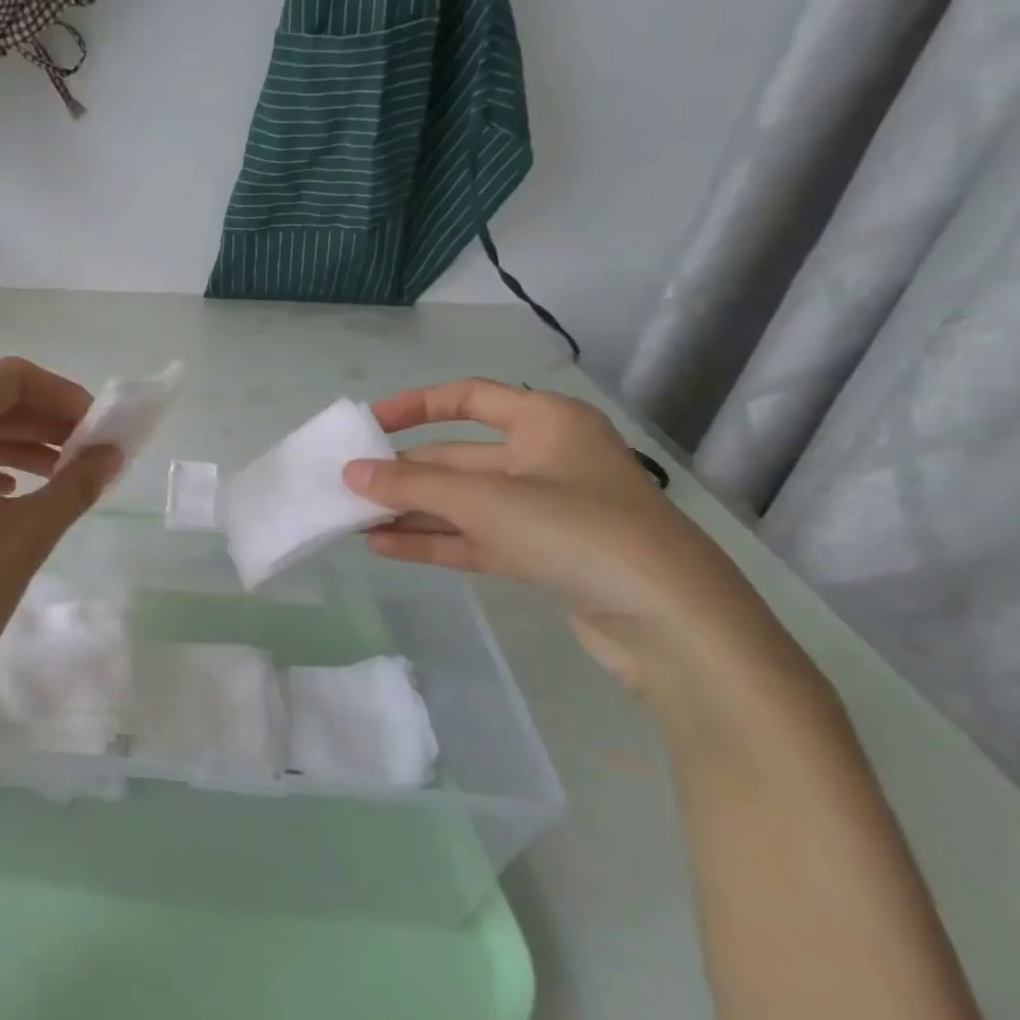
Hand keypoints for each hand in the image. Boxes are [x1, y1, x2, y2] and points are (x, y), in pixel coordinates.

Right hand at [343, 379, 784, 695]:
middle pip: (457, 456)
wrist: (671, 623)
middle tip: (348, 485)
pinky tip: (382, 546)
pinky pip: (474, 537)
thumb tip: (351, 474)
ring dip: (410, 510)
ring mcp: (543, 509)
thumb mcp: (486, 501)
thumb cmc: (579, 531)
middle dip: (403, 472)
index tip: (368, 426)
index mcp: (545, 421)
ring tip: (353, 519)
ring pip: (462, 501)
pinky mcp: (541, 554)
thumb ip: (412, 486)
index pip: (467, 397)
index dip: (413, 406)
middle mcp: (544, 457)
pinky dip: (432, 539)